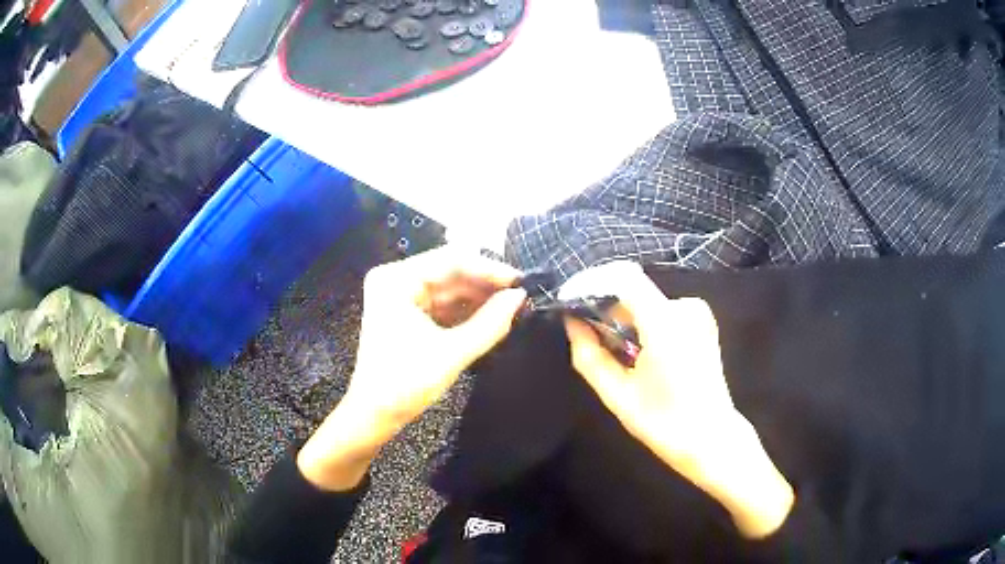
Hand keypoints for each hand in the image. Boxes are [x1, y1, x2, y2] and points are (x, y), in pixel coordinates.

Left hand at [298, 247, 525, 490]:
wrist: (375, 415)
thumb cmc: (405, 384)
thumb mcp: (452, 353)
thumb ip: (490, 323)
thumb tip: (521, 297)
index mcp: (396, 280)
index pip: (451, 260)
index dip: (489, 269)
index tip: (521, 282)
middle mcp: (396, 279)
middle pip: (450, 272)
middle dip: (485, 285)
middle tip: (521, 297)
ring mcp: (400, 295)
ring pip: (450, 288)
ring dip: (479, 298)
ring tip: (512, 307)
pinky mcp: (407, 313)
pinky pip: (443, 304)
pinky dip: (466, 311)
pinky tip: (492, 317)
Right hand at [561, 261, 793, 538]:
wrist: (710, 437)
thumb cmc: (662, 422)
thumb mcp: (617, 394)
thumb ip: (589, 355)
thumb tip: (571, 322)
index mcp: (665, 324)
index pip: (623, 278)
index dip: (592, 283)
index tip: (569, 300)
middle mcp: (685, 308)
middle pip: (634, 288)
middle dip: (605, 304)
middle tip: (585, 331)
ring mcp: (698, 313)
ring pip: (646, 300)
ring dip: (624, 316)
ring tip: (612, 347)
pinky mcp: (703, 321)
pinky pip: (662, 309)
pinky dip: (643, 322)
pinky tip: (638, 350)